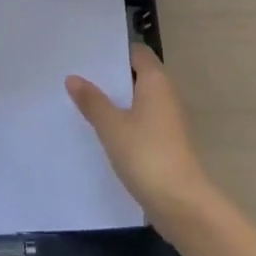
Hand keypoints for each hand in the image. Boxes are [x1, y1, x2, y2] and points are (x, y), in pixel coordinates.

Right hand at [68, 44, 214, 229]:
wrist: (182, 205)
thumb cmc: (147, 154)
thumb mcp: (111, 125)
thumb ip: (92, 100)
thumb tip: (73, 78)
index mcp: (156, 82)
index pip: (137, 53)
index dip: (115, 50)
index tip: (88, 52)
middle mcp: (166, 96)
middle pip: (137, 76)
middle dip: (110, 76)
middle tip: (78, 73)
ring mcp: (168, 122)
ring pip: (138, 101)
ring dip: (116, 100)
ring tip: (83, 99)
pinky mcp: (167, 144)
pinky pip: (141, 122)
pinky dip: (124, 121)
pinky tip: (102, 129)